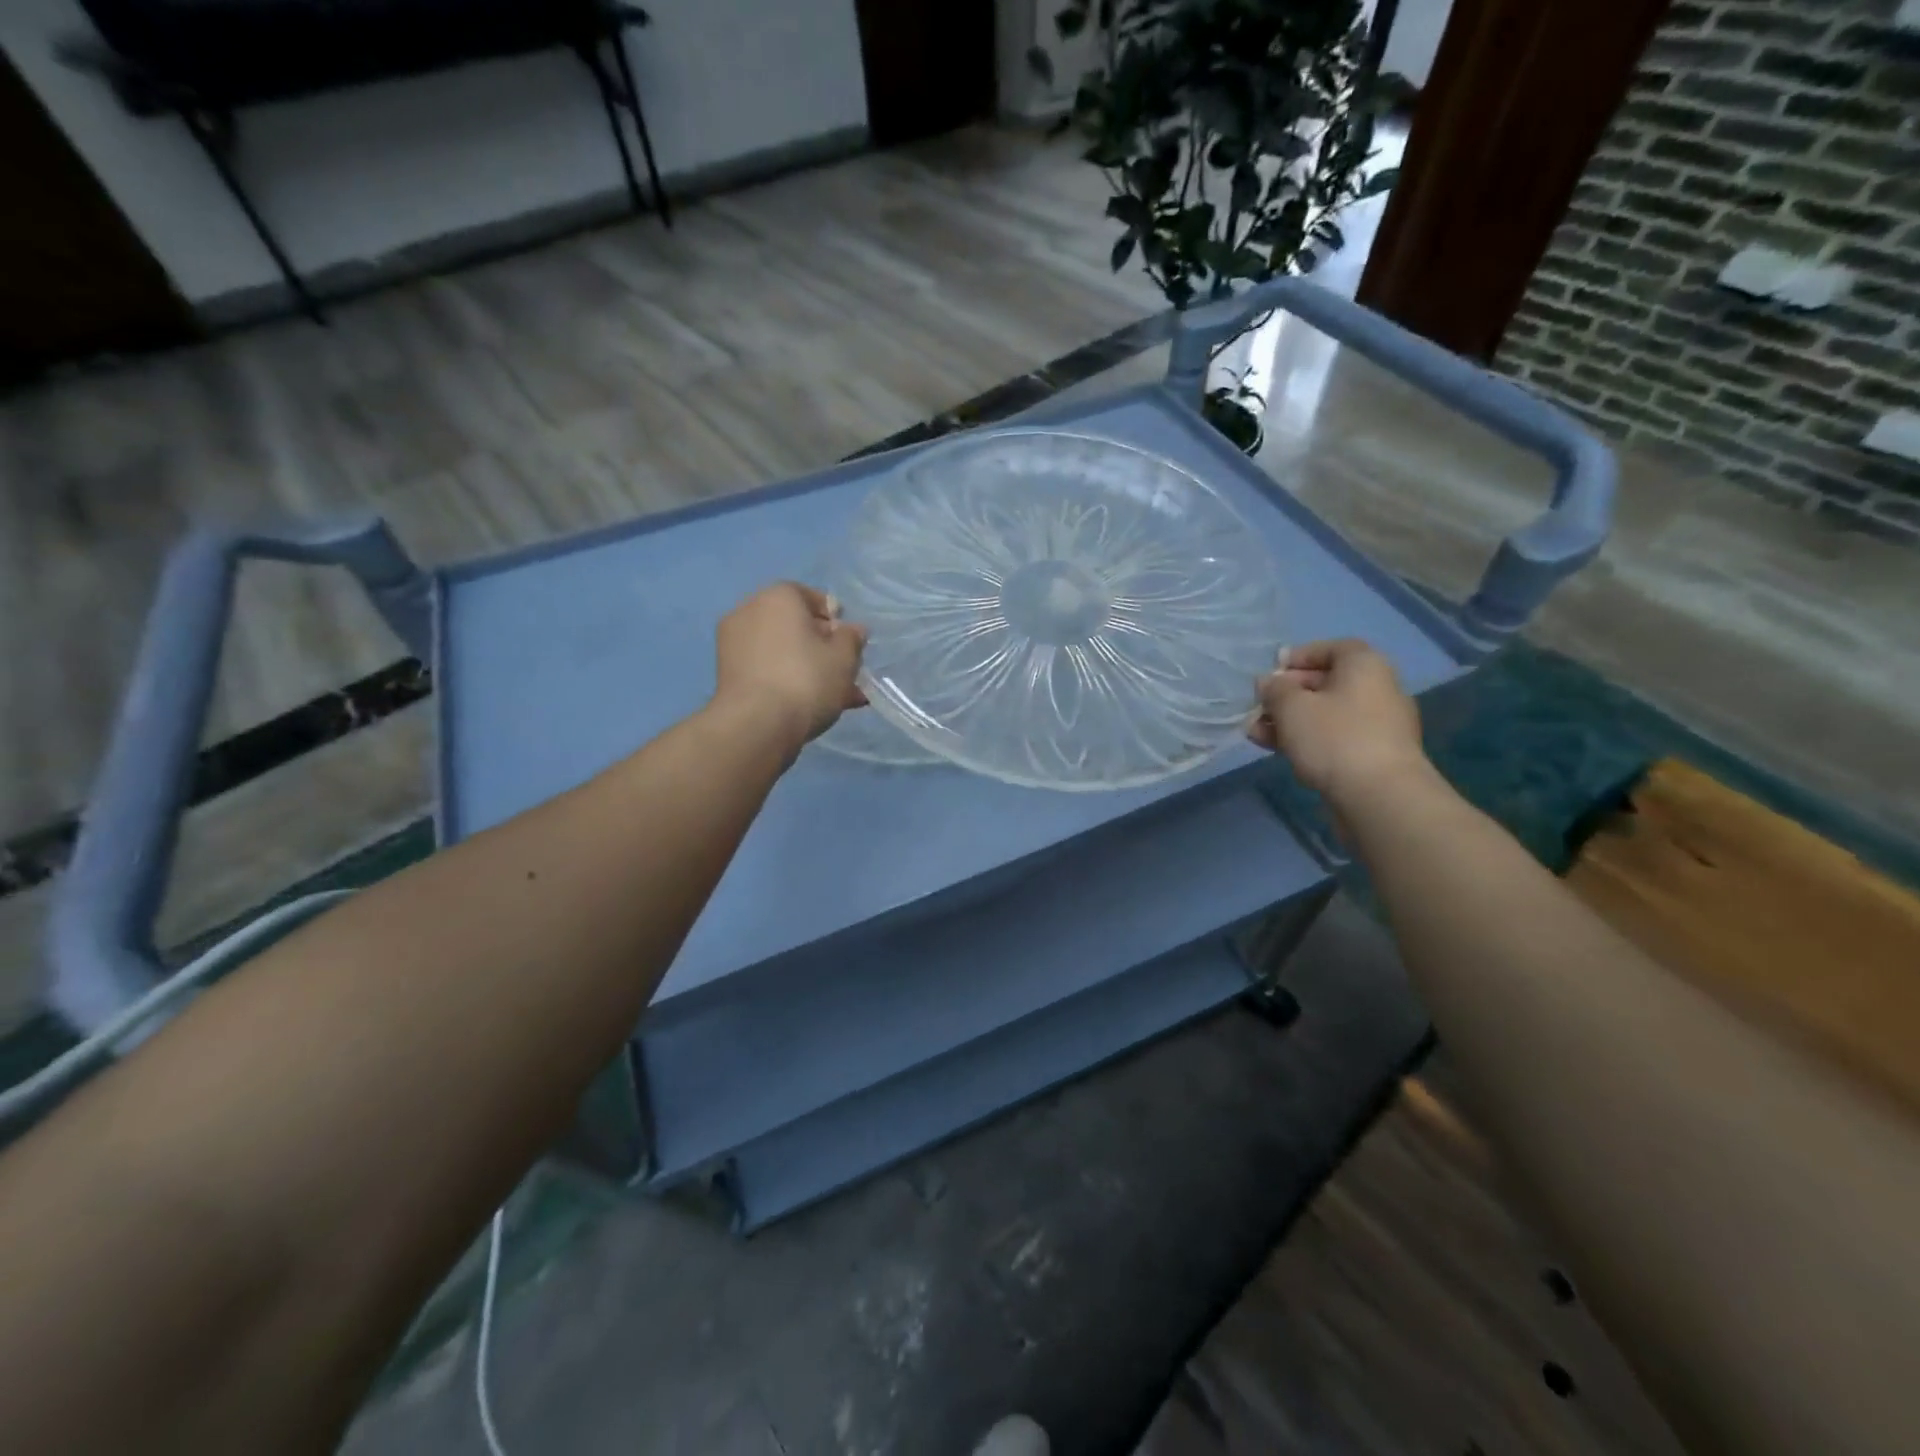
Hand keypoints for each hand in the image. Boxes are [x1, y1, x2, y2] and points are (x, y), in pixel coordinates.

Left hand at [712, 582, 867, 753]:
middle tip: (846, 674)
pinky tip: (810, 704)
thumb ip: (852, 638)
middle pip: (796, 626)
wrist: (756, 725)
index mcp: (778, 596)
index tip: (850, 643)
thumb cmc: (806, 679)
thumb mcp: (844, 658)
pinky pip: (767, 669)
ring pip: (783, 651)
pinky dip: (787, 680)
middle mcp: (749, 611)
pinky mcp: (727, 674)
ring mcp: (733, 643)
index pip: (812, 597)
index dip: (836, 620)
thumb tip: (852, 629)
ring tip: (836, 697)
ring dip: (809, 669)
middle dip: (823, 649)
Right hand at [1247, 639, 1428, 802]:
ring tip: (1256, 732)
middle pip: (1327, 683)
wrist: (1380, 797)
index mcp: (1365, 666)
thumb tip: (1268, 683)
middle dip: (1287, 694)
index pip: (1332, 648)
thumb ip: (1275, 690)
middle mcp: (1378, 689)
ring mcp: (1378, 725)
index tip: (1271, 672)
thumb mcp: (1292, 707)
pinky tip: (1277, 750)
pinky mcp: (1372, 756)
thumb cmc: (1334, 738)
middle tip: (1258, 706)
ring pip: (1326, 714)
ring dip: (1290, 720)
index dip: (1299, 657)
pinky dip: (1307, 739)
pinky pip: (1334, 738)